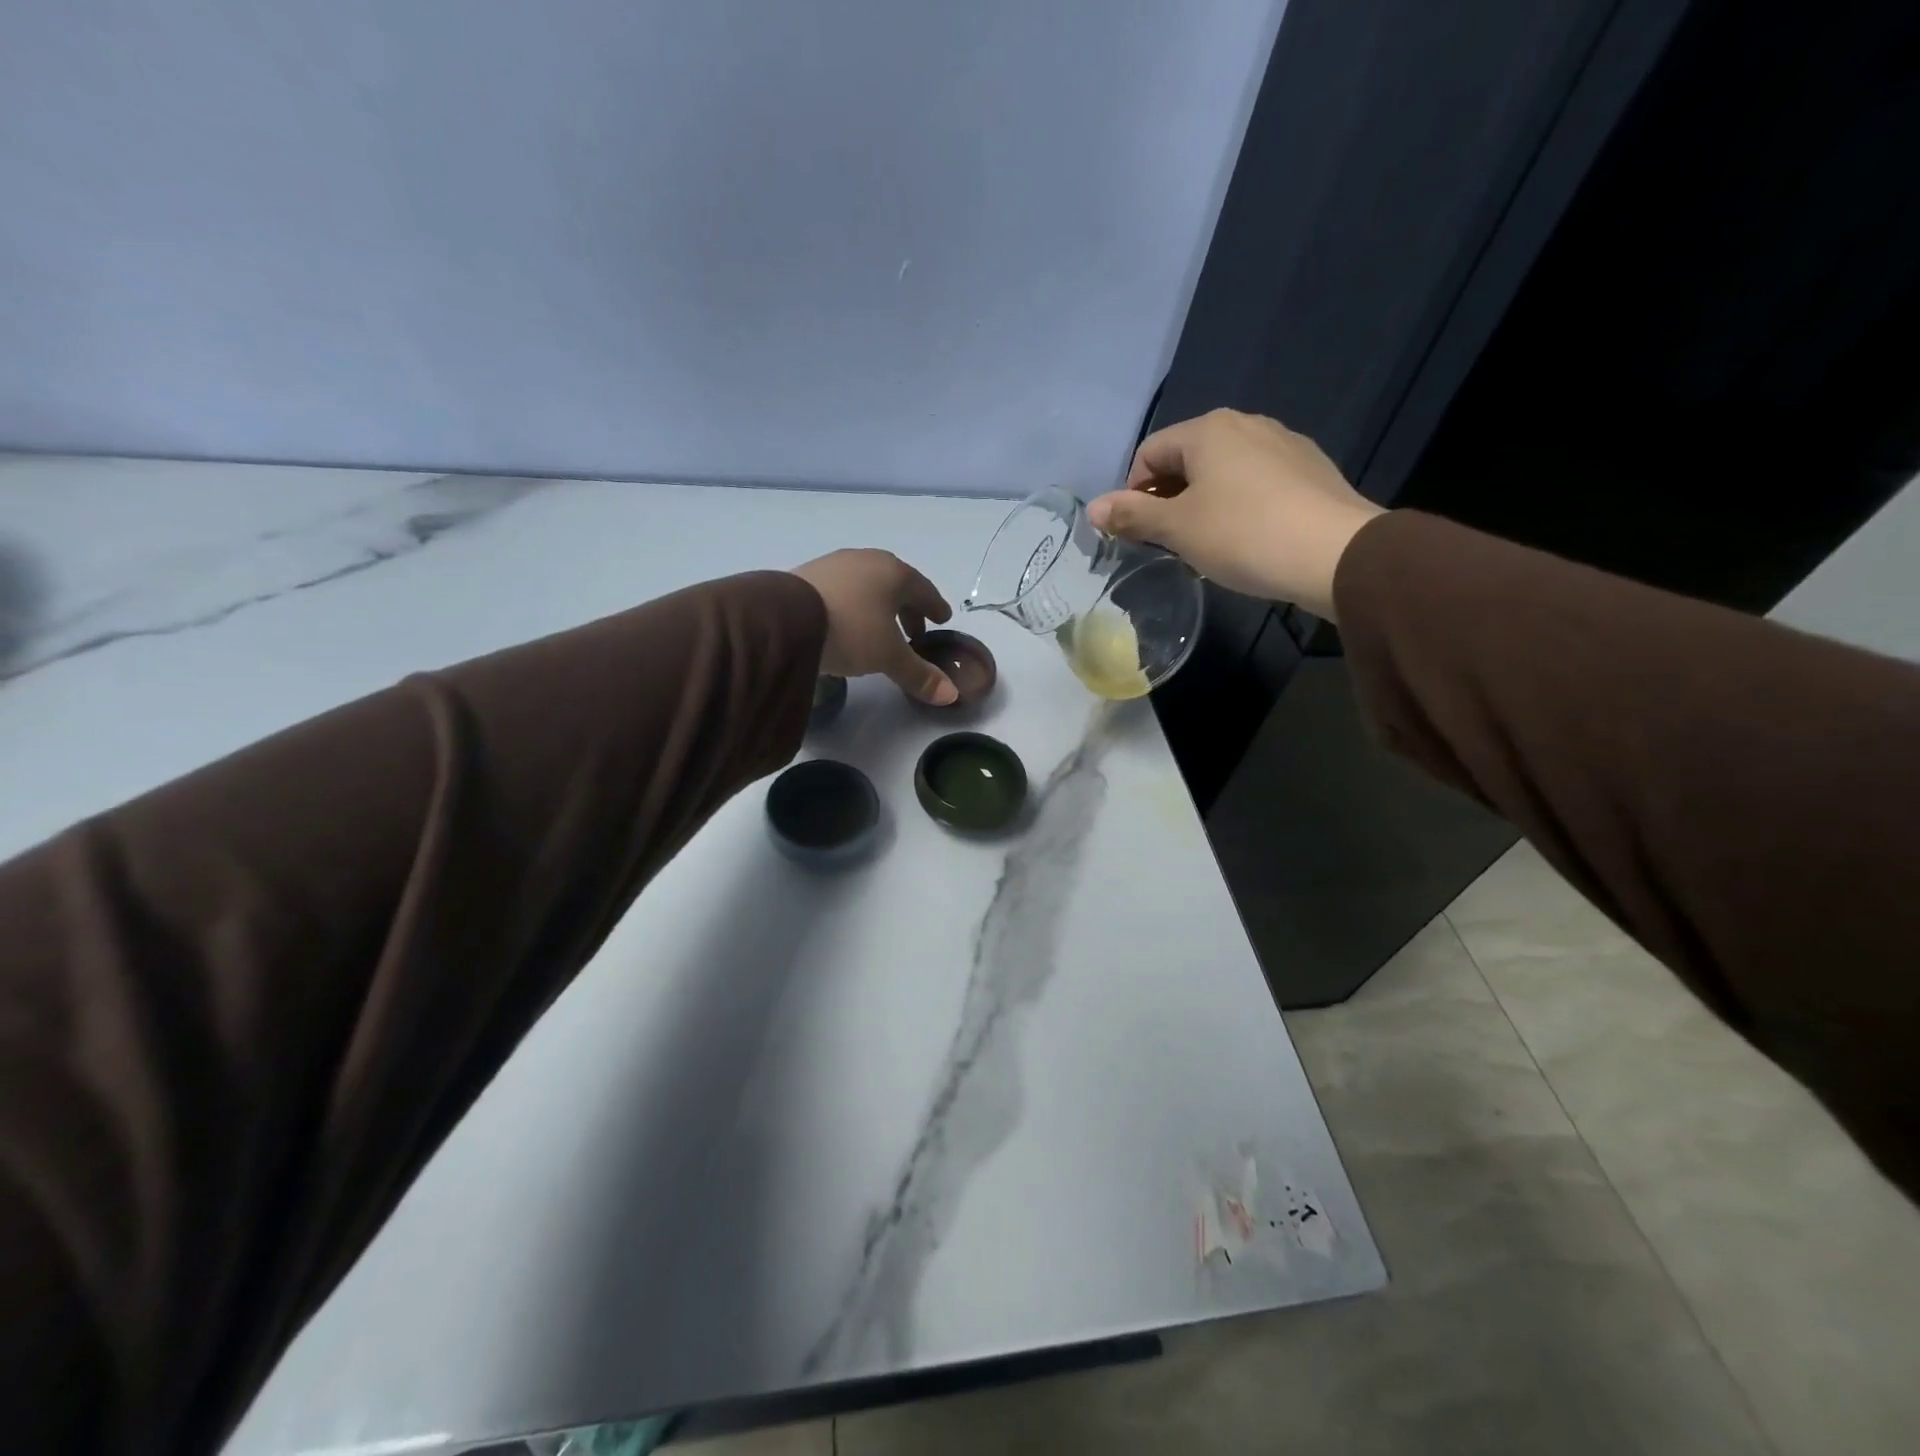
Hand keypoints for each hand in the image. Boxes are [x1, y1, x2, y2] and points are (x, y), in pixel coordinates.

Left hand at [790, 549, 958, 705]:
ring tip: (880, 630)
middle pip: (896, 585)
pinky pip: (842, 590)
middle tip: (915, 632)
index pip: (924, 590)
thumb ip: (919, 674)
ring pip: (867, 586)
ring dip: (879, 607)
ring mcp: (835, 565)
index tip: (942, 619)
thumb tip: (951, 695)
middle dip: (907, 608)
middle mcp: (867, 561)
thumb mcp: (888, 657)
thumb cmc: (851, 630)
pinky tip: (847, 624)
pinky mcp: (807, 575)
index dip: (935, 607)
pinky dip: (853, 606)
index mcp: (895, 573)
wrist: (785, 618)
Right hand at [1086, 409, 1384, 618]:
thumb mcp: (1178, 529)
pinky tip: (1248, 537)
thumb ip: (1132, 515)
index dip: (1133, 493)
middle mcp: (1245, 423)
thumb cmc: (1243, 535)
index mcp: (1208, 430)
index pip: (1149, 453)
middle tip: (1169, 541)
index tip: (1138, 532)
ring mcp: (1283, 442)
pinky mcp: (1310, 468)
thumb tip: (1091, 508)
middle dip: (1168, 498)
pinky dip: (1239, 503)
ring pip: (1223, 470)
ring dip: (1203, 502)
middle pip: (1186, 459)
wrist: (1336, 553)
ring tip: (1208, 543)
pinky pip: (1257, 481)